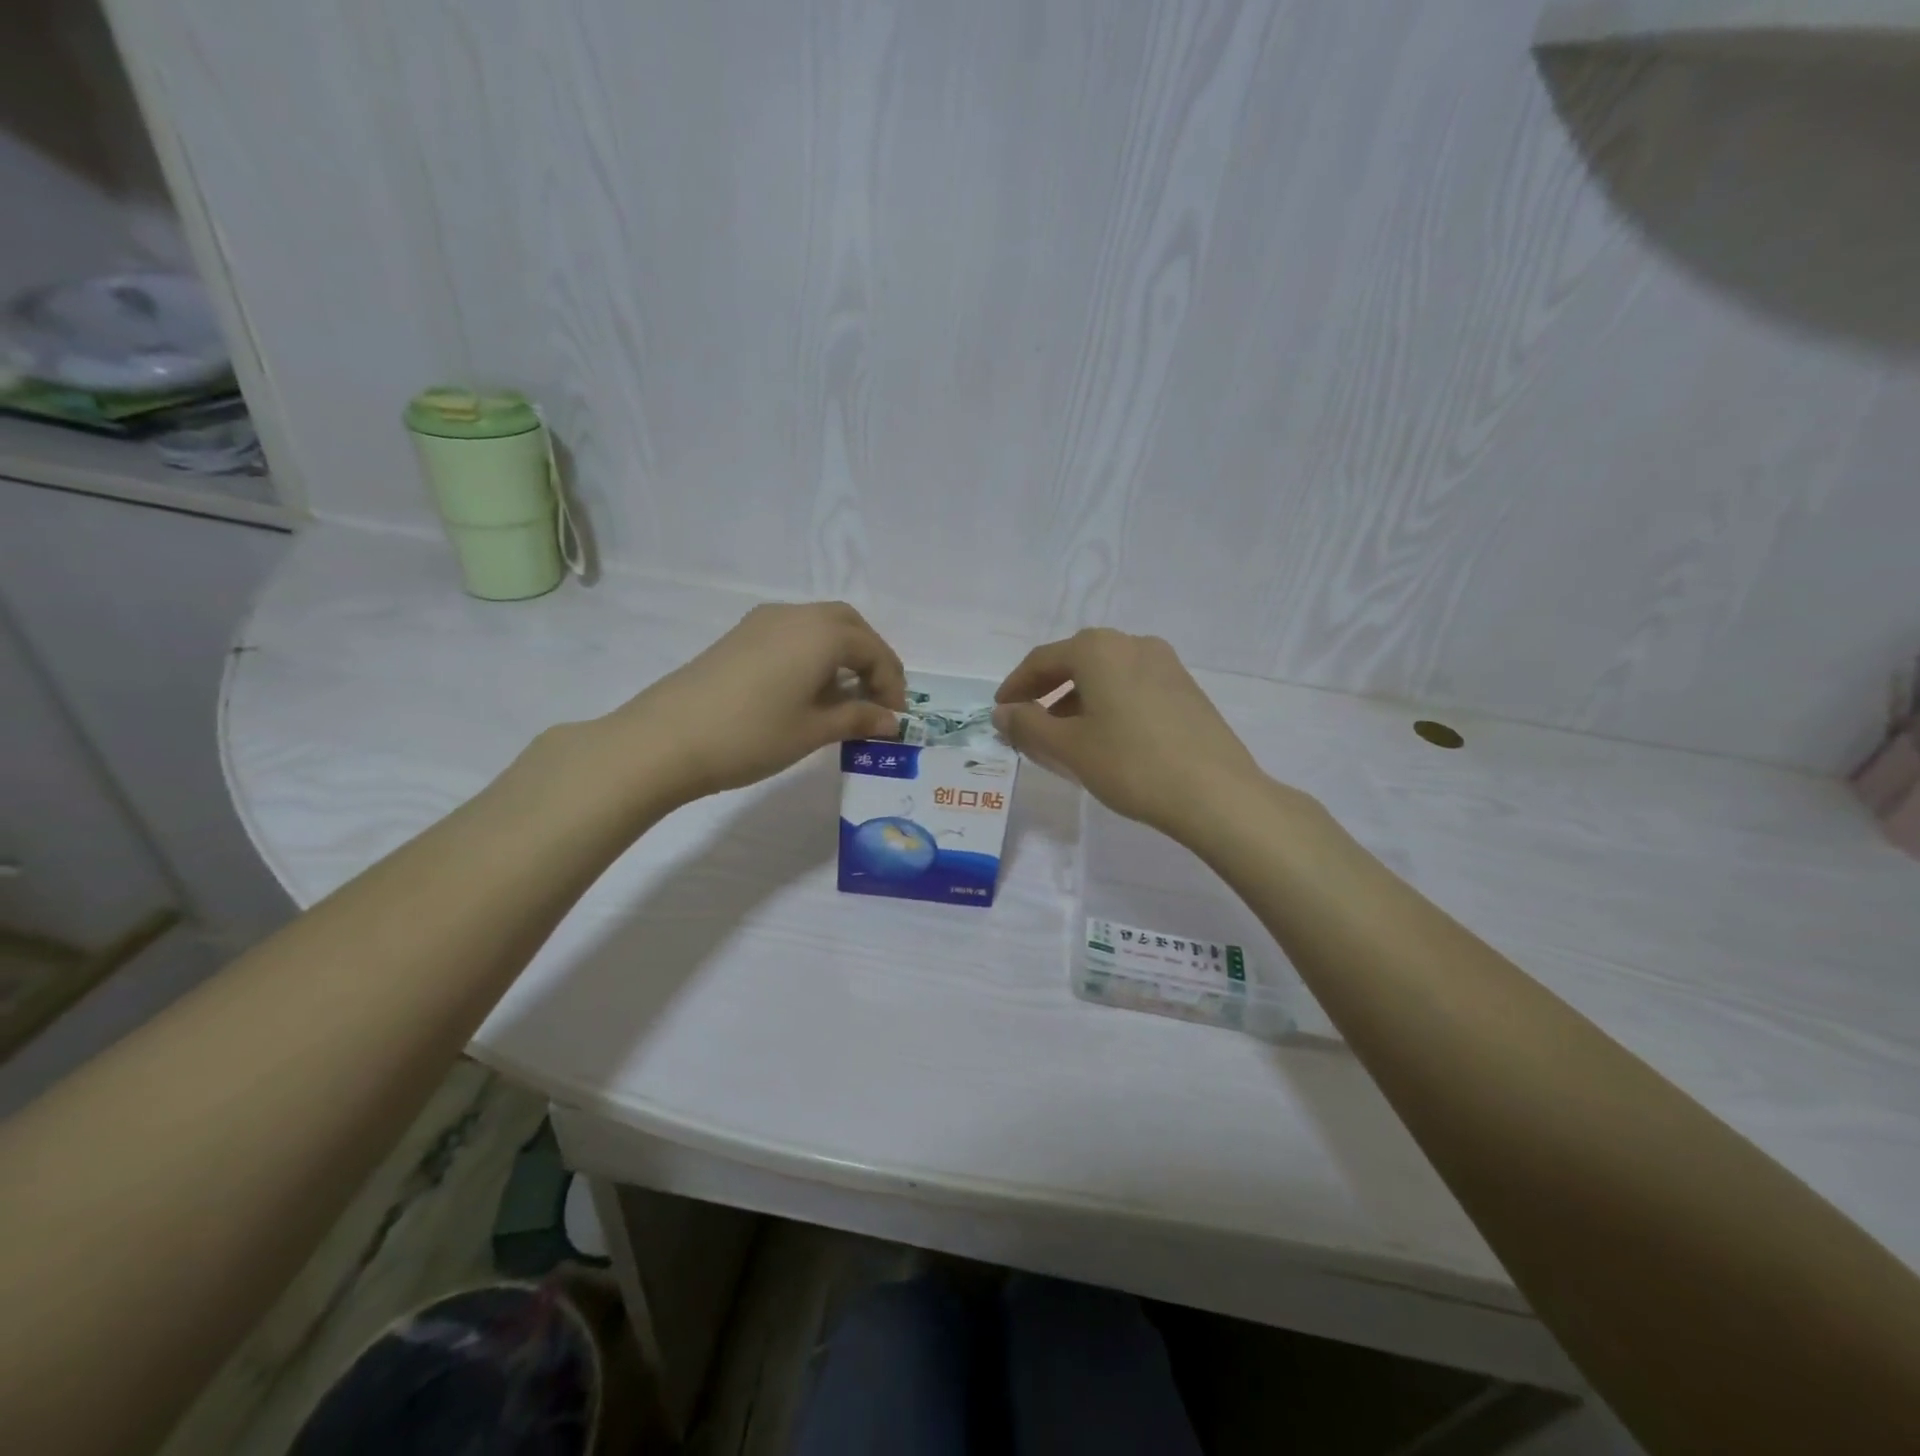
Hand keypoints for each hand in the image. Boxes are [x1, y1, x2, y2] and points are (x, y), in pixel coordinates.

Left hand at [609, 602, 905, 802]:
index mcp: (821, 633)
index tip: (895, 718)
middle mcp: (795, 615)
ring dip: (842, 655)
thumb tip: (890, 721)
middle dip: (871, 659)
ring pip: (819, 626)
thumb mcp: (814, 730)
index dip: (891, 682)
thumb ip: (858, 718)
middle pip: (848, 626)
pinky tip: (808, 691)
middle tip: (878, 698)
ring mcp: (762, 623)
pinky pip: (793, 635)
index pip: (872, 649)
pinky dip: (814, 655)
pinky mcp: (739, 637)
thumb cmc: (752, 735)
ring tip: (846, 699)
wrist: (666, 739)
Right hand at [993, 629, 1265, 840]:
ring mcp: (1166, 664)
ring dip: (1078, 699)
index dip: (1015, 686)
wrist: (1215, 793)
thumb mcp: (1068, 748)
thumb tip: (1003, 713)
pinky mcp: (1186, 688)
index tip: (1000, 712)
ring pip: (1106, 674)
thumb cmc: (1130, 764)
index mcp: (1098, 649)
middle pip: (1076, 661)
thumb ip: (1027, 725)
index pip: (1042, 660)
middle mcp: (1133, 644)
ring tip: (1065, 736)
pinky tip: (1107, 738)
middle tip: (1028, 722)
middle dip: (1047, 691)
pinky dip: (1108, 704)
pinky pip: (1132, 686)